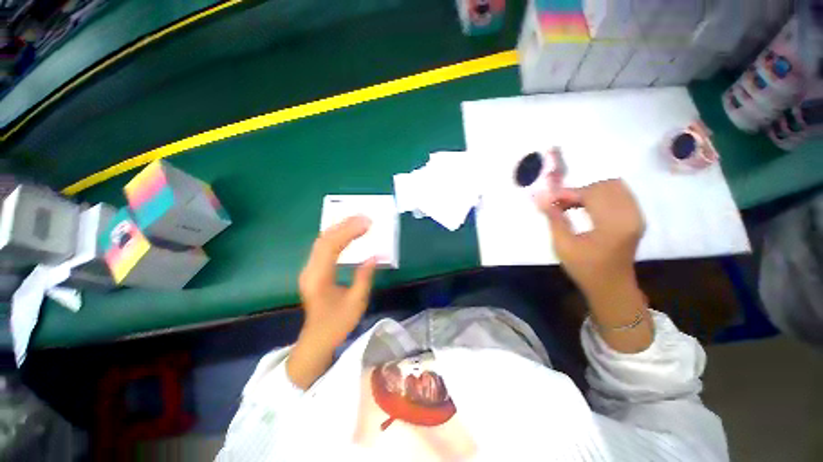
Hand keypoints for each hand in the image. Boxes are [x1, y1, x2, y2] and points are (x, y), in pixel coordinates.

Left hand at [289, 216, 376, 388]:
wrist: (316, 339)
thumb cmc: (336, 324)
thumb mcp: (356, 303)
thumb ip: (364, 277)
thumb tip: (374, 256)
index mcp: (319, 278)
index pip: (331, 246)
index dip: (348, 231)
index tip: (366, 224)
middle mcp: (310, 269)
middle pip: (324, 239)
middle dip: (344, 225)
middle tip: (364, 217)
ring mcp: (309, 269)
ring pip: (322, 241)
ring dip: (340, 228)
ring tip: (358, 221)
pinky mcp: (312, 270)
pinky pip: (323, 247)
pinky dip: (337, 236)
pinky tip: (347, 232)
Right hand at [534, 179, 644, 301]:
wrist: (611, 286)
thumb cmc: (584, 268)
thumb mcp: (563, 245)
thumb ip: (553, 218)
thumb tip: (540, 197)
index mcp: (613, 225)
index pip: (592, 193)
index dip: (568, 192)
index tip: (548, 198)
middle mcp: (630, 215)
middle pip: (604, 185)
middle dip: (579, 191)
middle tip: (559, 203)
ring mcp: (636, 215)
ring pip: (613, 186)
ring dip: (589, 192)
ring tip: (570, 204)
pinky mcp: (636, 217)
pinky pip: (619, 194)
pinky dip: (599, 195)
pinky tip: (585, 206)